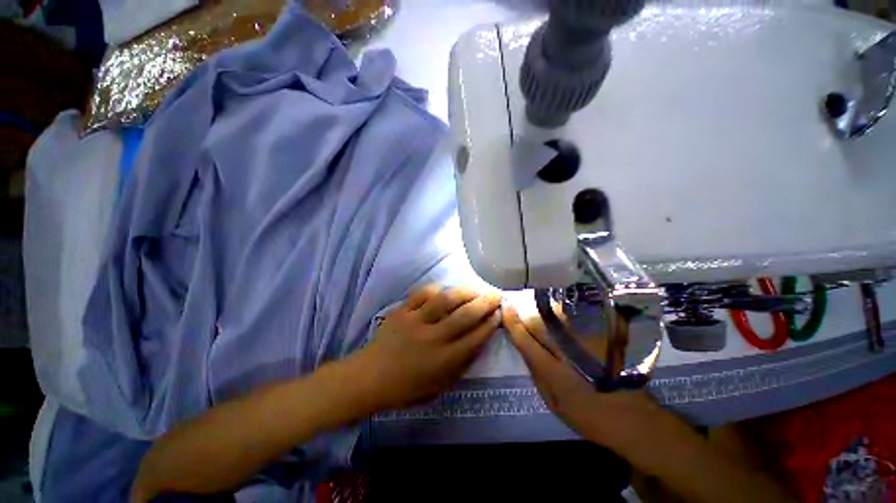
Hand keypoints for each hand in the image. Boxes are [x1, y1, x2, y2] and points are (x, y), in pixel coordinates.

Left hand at [349, 285, 501, 410]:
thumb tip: (478, 343)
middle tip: (496, 294)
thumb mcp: (438, 387)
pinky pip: (422, 294)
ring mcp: (415, 321)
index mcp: (443, 361)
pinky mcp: (402, 311)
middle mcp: (432, 338)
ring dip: (465, 291)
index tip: (499, 313)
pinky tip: (445, 289)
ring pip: (445, 300)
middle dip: (485, 303)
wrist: (368, 378)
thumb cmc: (405, 388)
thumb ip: (460, 366)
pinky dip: (437, 289)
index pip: (475, 338)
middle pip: (465, 315)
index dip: (490, 324)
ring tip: (476, 288)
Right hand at [502, 305, 653, 445]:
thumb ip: (536, 373)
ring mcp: (588, 342)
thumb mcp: (553, 403)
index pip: (526, 339)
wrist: (633, 419)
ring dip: (544, 308)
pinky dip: (565, 310)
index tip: (505, 306)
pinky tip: (561, 309)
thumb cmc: (588, 416)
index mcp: (554, 372)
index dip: (512, 321)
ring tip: (536, 303)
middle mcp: (569, 351)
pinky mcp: (602, 338)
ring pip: (558, 315)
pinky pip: (578, 316)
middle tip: (515, 302)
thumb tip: (523, 347)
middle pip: (540, 322)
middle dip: (525, 311)